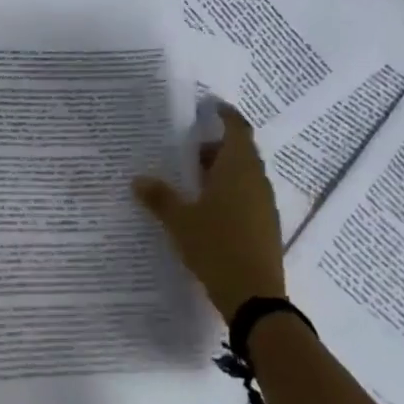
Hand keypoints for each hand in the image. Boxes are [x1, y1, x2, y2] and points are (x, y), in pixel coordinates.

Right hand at [133, 105, 284, 321]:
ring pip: (244, 175)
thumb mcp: (180, 221)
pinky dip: (229, 192)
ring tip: (192, 179)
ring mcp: (264, 204)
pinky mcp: (266, 226)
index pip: (237, 129)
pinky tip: (207, 208)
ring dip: (222, 171)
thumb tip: (137, 179)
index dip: (225, 115)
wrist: (255, 298)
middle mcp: (256, 180)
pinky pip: (247, 195)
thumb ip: (159, 197)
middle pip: (240, 151)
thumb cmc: (216, 246)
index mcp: (238, 168)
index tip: (210, 106)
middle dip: (216, 146)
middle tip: (188, 149)